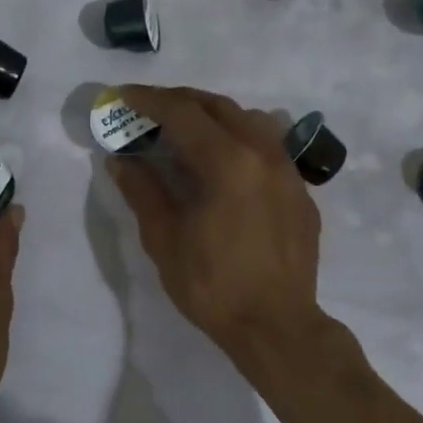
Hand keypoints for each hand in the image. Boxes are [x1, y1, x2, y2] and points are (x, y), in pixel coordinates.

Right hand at [108, 86, 325, 386]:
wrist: (277, 327)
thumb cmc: (213, 285)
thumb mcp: (165, 238)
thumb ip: (143, 190)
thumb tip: (121, 159)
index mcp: (227, 162)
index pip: (183, 113)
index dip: (150, 100)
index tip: (124, 95)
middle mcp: (262, 154)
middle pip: (219, 107)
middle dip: (181, 101)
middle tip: (151, 109)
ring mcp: (288, 171)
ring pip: (251, 120)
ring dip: (215, 116)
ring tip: (189, 131)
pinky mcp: (301, 192)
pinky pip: (269, 147)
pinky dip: (240, 140)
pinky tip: (226, 164)